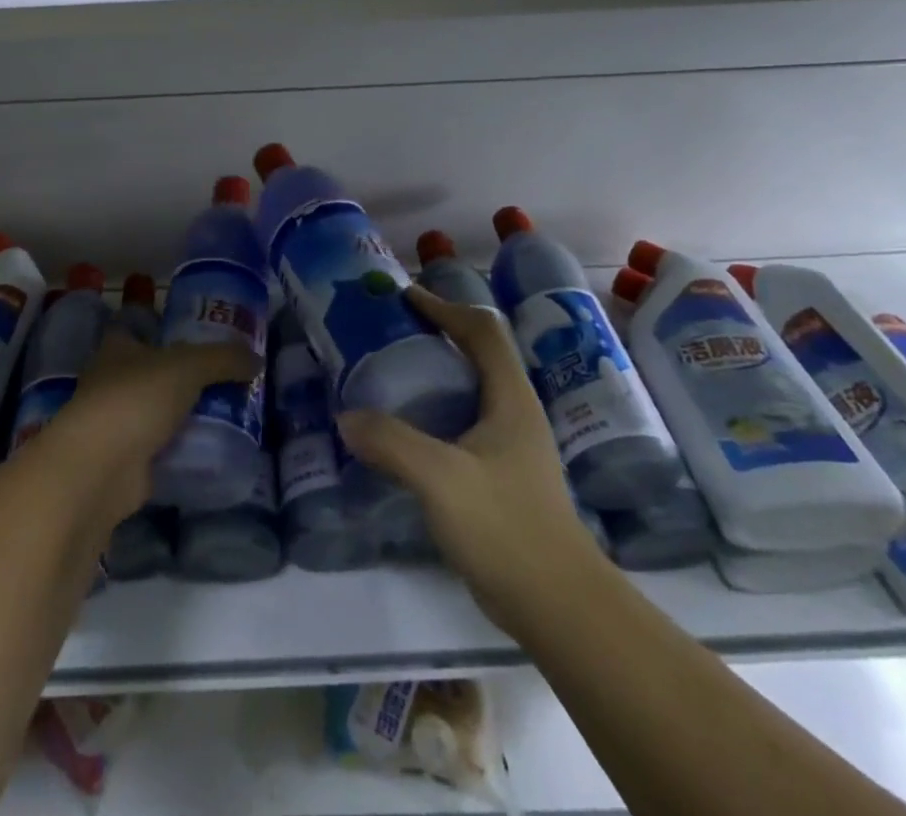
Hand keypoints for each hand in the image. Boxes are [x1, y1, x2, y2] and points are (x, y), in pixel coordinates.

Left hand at [44, 328, 260, 520]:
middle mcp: (110, 382)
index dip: (161, 327)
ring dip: (181, 415)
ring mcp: (115, 424)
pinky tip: (211, 450)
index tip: (195, 333)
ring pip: (155, 412)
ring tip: (226, 413)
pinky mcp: (125, 462)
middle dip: (180, 376)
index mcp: (117, 348)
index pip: (136, 328)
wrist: (100, 469)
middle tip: (224, 377)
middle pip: (150, 372)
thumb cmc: (136, 399)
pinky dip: (180, 450)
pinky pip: (160, 449)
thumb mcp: (188, 366)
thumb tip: (257, 360)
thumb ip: (224, 359)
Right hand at [337, 285, 600, 629]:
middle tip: (388, 333)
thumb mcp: (440, 479)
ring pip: (470, 390)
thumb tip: (346, 418)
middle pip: (477, 354)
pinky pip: (463, 424)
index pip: (481, 331)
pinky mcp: (502, 477)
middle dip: (435, 334)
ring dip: (434, 374)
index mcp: (510, 398)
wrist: (559, 607)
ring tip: (389, 374)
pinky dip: (433, 412)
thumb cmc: (506, 528)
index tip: (404, 297)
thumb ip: (391, 442)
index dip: (444, 307)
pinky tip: (404, 431)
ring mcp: (512, 447)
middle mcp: (515, 413)